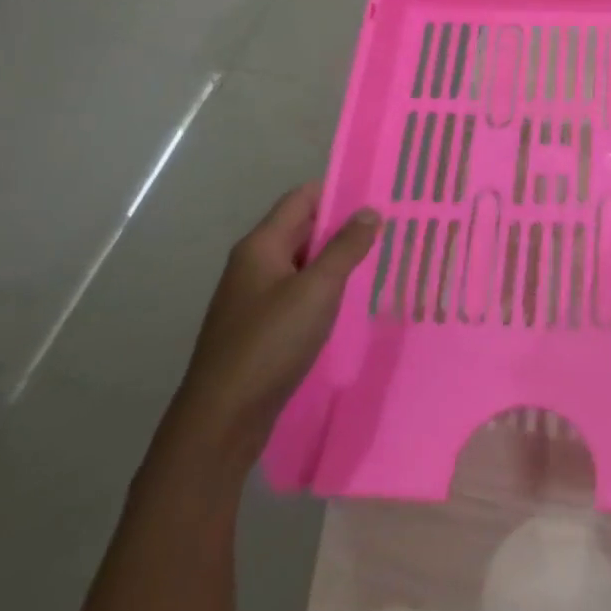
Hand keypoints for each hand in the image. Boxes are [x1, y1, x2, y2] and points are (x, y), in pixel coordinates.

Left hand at [159, 183, 380, 474]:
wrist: (221, 419)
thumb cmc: (270, 343)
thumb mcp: (317, 289)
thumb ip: (345, 247)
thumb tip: (369, 211)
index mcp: (261, 245)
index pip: (302, 198)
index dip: (338, 191)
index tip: (378, 193)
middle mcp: (254, 263)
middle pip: (302, 228)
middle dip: (342, 225)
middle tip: (388, 226)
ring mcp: (254, 297)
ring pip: (302, 263)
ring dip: (335, 259)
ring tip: (378, 259)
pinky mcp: (259, 327)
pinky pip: (297, 292)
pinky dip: (323, 289)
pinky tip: (349, 301)